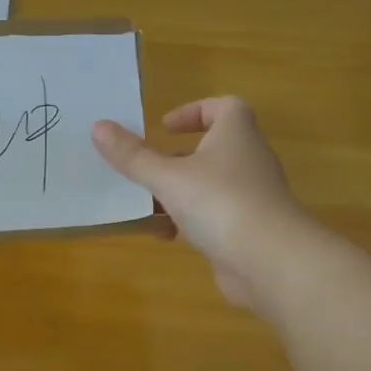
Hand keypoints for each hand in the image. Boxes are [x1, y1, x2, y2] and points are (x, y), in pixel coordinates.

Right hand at [92, 97, 309, 311]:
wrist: (271, 262)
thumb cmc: (220, 203)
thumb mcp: (167, 177)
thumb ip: (133, 155)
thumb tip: (98, 127)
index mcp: (236, 136)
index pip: (225, 107)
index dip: (195, 111)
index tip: (164, 127)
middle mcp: (248, 161)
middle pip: (211, 149)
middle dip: (175, 158)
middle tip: (145, 168)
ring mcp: (251, 198)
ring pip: (208, 186)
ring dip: (177, 194)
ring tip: (146, 205)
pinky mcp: (248, 230)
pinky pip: (213, 217)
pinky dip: (189, 222)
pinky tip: (165, 236)